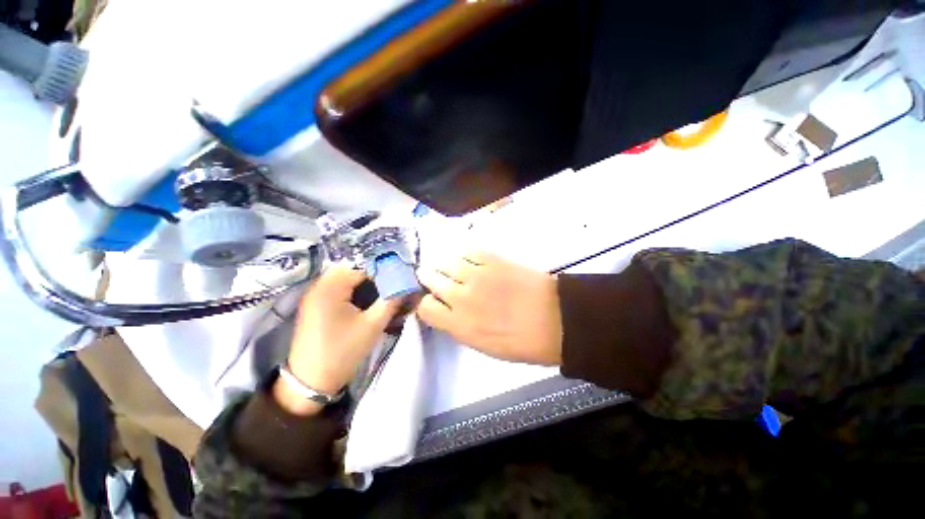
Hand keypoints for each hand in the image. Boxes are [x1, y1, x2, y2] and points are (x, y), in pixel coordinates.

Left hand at [274, 266, 401, 415]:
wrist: (311, 382)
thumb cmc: (343, 351)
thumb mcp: (373, 325)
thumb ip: (392, 301)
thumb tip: (406, 285)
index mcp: (331, 288)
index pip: (363, 269)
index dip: (382, 275)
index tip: (397, 284)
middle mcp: (319, 286)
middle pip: (352, 271)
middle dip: (372, 278)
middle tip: (387, 290)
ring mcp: (313, 296)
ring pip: (344, 280)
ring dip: (362, 285)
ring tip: (377, 297)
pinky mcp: (313, 306)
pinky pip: (336, 289)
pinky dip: (351, 292)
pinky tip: (362, 304)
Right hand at [416, 251, 561, 365]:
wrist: (555, 320)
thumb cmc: (522, 342)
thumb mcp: (484, 346)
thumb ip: (460, 327)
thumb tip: (448, 312)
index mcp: (459, 324)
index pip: (425, 307)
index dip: (425, 303)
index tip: (432, 301)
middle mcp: (461, 297)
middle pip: (431, 280)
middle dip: (428, 278)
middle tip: (432, 277)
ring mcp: (476, 275)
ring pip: (445, 262)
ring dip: (442, 264)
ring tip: (447, 266)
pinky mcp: (492, 260)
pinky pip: (468, 252)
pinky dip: (463, 255)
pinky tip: (466, 259)